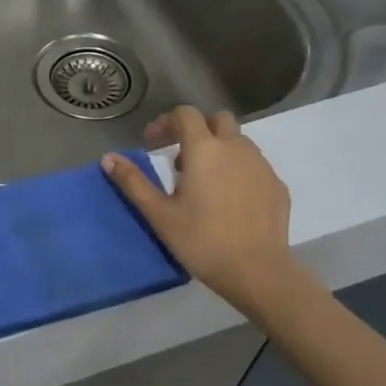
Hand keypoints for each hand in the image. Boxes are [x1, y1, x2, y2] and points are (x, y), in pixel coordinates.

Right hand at [102, 107, 305, 320]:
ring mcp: (261, 165)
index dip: (166, 122)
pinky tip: (229, 200)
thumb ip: (133, 182)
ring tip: (204, 181)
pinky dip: (238, 170)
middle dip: (197, 129)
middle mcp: (236, 148)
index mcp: (204, 149)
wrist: (257, 272)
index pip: (186, 114)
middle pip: (217, 119)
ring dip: (219, 149)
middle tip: (180, 157)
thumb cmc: (201, 240)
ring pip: (239, 142)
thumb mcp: (159, 213)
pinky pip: (254, 165)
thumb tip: (108, 158)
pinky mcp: (277, 185)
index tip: (153, 144)